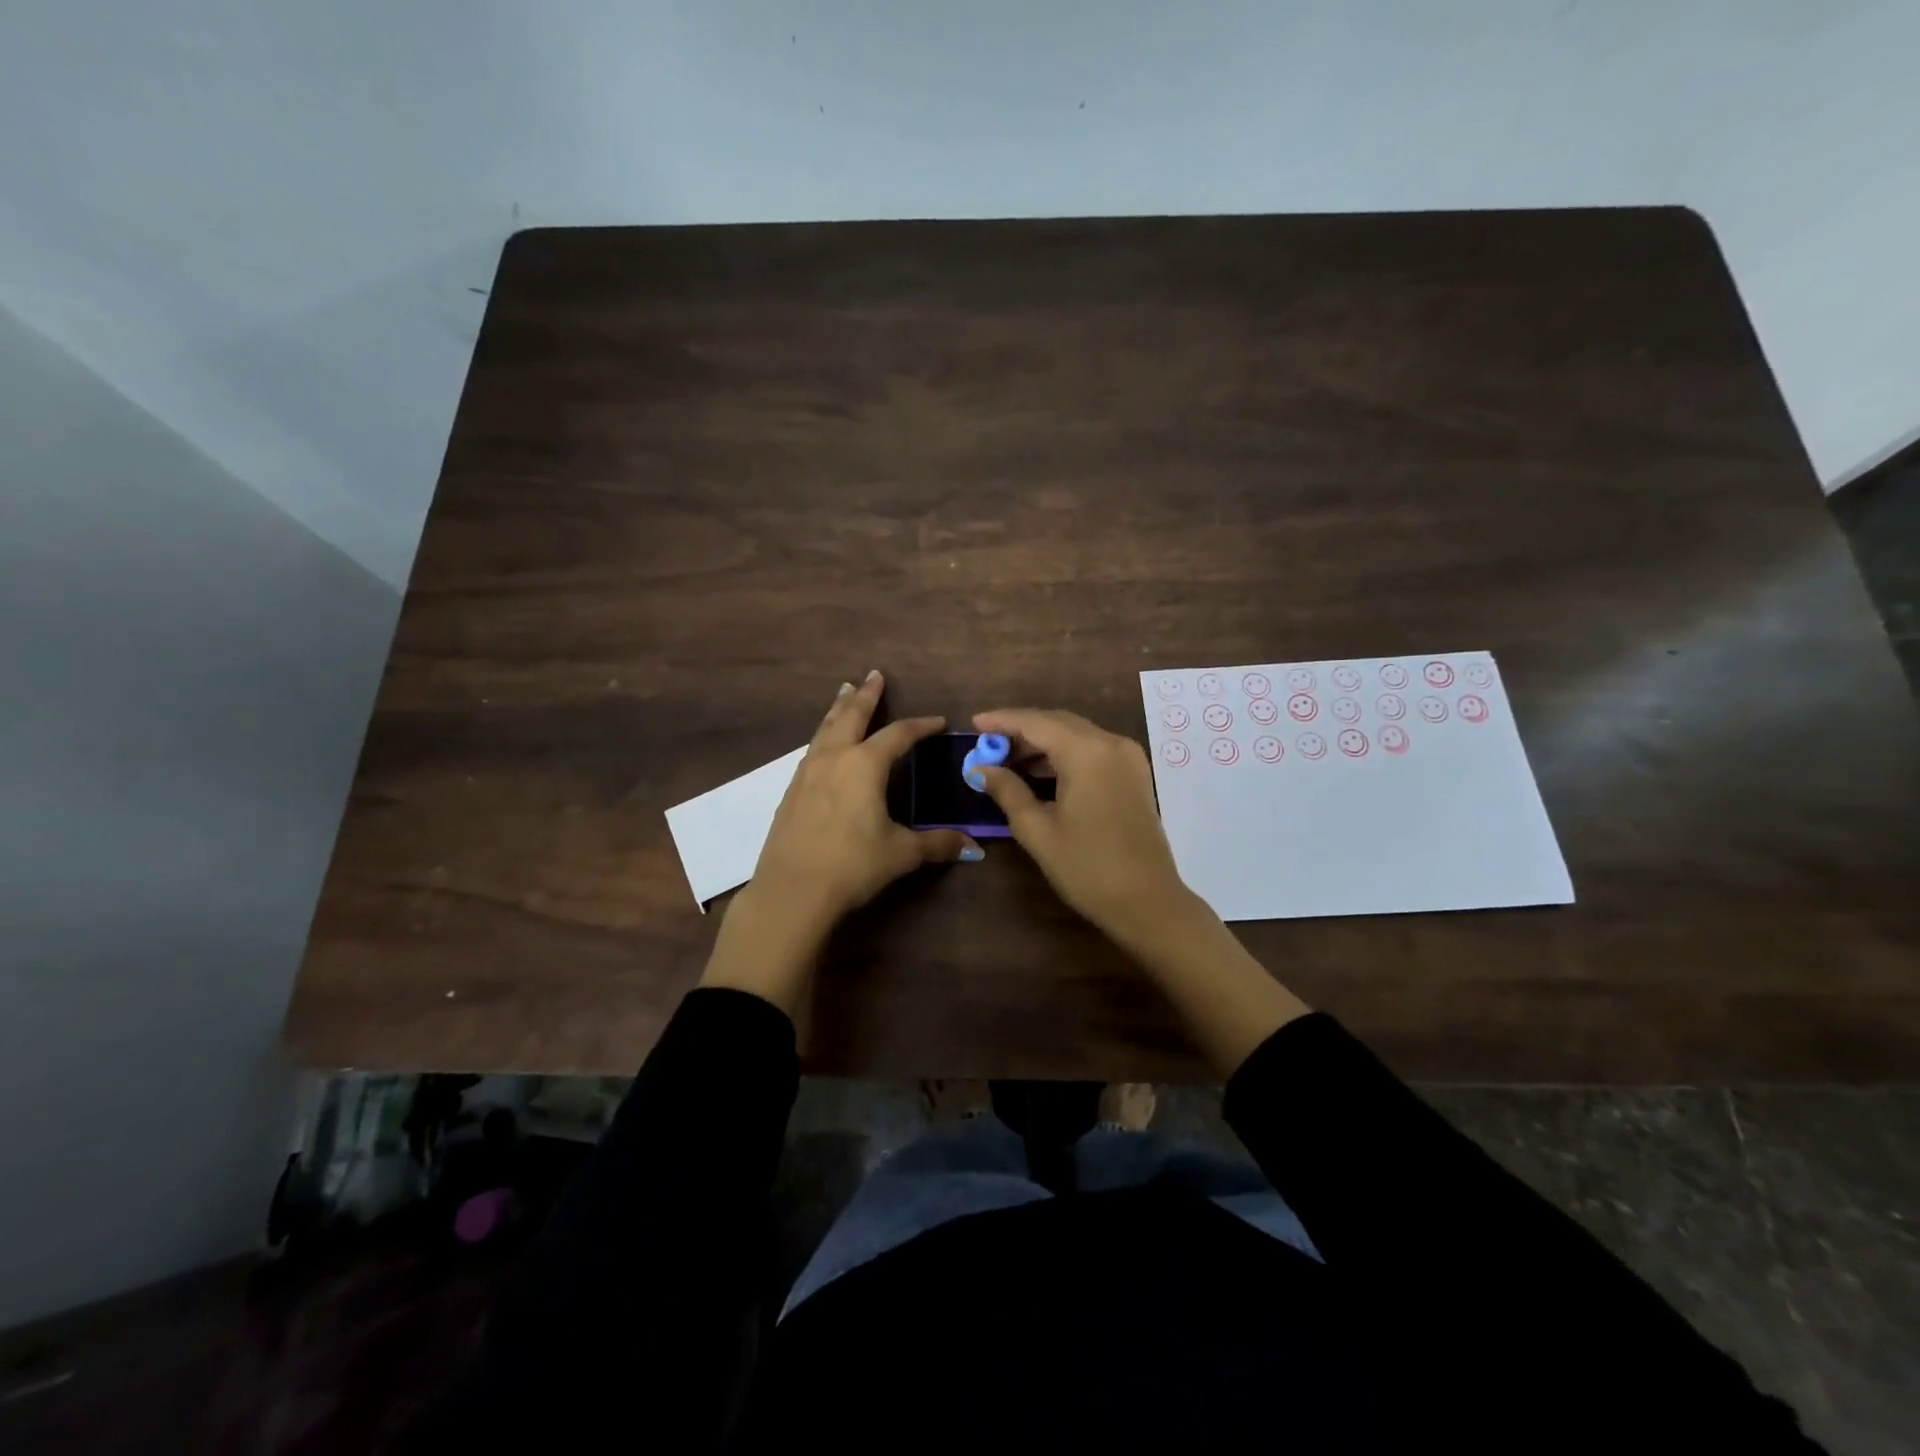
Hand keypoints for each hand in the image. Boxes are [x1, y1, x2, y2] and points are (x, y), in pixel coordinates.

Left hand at [702, 673, 978, 1013]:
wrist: (791, 891)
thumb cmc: (852, 866)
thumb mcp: (901, 854)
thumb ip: (937, 844)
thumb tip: (973, 845)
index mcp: (865, 765)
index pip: (899, 735)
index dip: (920, 726)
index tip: (937, 721)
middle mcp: (835, 759)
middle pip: (852, 716)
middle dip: (866, 695)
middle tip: (874, 674)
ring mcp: (807, 773)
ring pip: (825, 729)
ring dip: (838, 709)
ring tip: (844, 693)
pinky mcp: (791, 791)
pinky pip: (811, 750)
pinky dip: (823, 736)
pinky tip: (823, 744)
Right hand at [970, 708, 1192, 948]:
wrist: (1147, 902)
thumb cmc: (1087, 868)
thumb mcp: (1038, 830)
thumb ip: (1007, 791)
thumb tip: (980, 769)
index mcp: (1087, 752)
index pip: (1036, 723)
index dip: (1003, 720)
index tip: (974, 723)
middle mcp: (1111, 743)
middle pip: (1058, 722)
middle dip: (1021, 730)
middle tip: (987, 745)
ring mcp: (1128, 757)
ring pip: (1076, 734)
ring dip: (1042, 742)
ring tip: (1007, 761)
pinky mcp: (1134, 774)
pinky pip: (1092, 749)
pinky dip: (1064, 753)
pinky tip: (1041, 771)